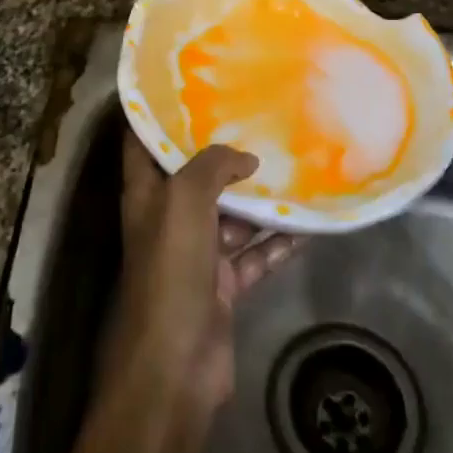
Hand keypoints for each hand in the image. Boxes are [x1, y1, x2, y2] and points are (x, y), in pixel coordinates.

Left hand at [105, 133, 297, 420]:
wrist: (173, 366)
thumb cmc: (169, 269)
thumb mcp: (184, 200)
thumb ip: (213, 166)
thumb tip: (245, 158)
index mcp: (146, 194)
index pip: (143, 143)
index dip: (157, 114)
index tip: (188, 86)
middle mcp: (168, 219)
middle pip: (195, 177)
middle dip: (223, 153)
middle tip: (259, 119)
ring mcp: (196, 255)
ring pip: (231, 215)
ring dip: (258, 197)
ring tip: (293, 164)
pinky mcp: (223, 286)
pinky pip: (255, 254)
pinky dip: (277, 241)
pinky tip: (308, 223)